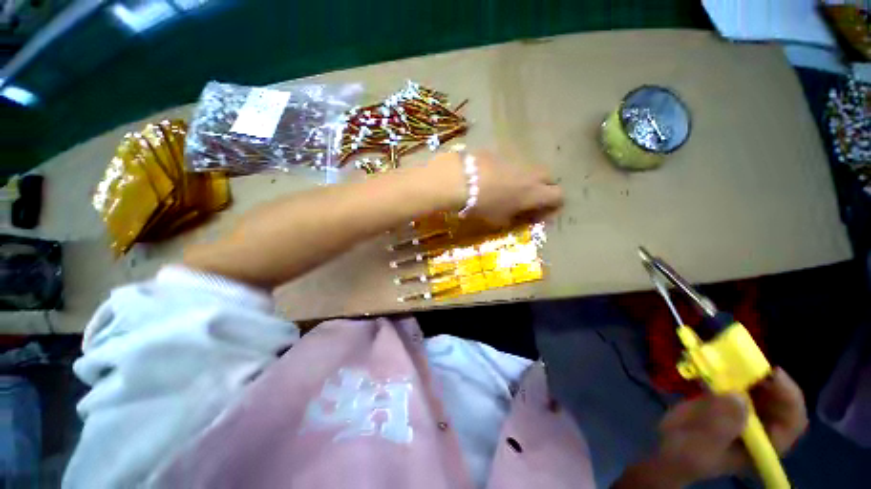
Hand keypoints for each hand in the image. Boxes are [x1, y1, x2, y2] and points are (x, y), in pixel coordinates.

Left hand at [431, 150, 562, 226]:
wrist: (460, 179)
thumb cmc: (482, 205)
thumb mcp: (499, 219)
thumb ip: (514, 217)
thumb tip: (518, 214)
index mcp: (534, 193)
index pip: (558, 195)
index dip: (554, 204)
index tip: (543, 211)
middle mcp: (530, 174)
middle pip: (549, 177)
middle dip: (544, 187)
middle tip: (529, 197)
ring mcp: (516, 160)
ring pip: (530, 168)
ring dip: (525, 177)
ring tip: (509, 187)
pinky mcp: (500, 152)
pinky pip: (511, 162)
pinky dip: (508, 170)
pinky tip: (493, 176)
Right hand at [615, 367, 807, 487]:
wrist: (668, 447)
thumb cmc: (687, 454)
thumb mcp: (703, 445)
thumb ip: (720, 426)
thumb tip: (737, 397)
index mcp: (765, 444)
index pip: (792, 421)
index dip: (790, 397)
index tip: (774, 375)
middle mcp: (762, 425)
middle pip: (778, 398)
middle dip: (767, 377)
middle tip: (747, 360)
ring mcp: (744, 410)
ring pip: (757, 385)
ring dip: (745, 369)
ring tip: (727, 355)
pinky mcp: (727, 398)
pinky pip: (734, 380)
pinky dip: (726, 367)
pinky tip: (711, 359)